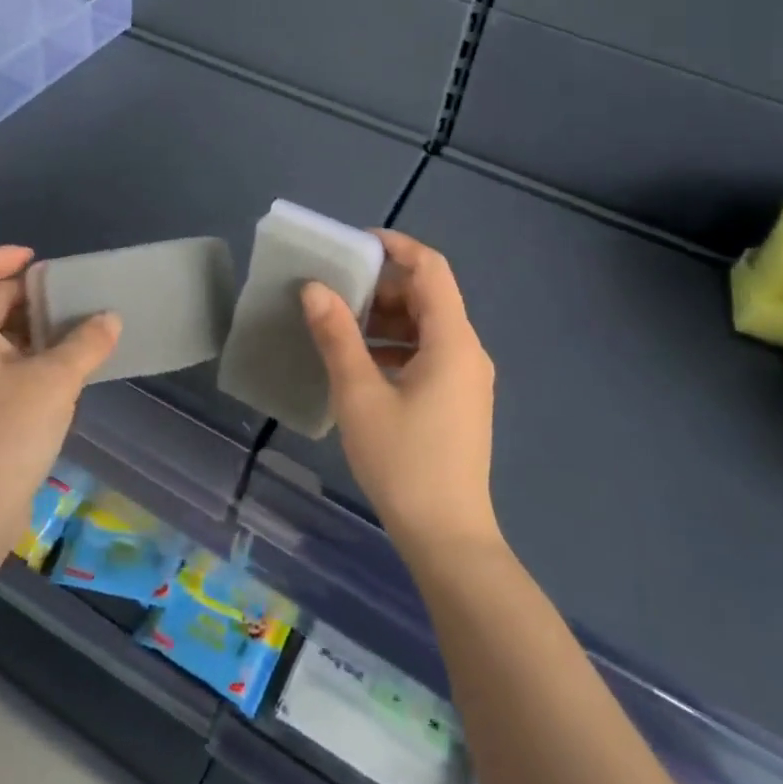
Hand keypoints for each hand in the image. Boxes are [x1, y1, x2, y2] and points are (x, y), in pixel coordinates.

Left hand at [0, 246, 120, 554]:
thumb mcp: (54, 382)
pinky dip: (32, 356)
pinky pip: (4, 365)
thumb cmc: (4, 436)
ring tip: (78, 330)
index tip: (38, 261)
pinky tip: (66, 371)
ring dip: (34, 326)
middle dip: (28, 293)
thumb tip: (110, 318)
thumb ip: (86, 344)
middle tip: (72, 296)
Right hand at [302, 231, 499, 559]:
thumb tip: (315, 289)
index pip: (431, 268)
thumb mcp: (360, 395)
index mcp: (453, 340)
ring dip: (386, 318)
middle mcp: (467, 351)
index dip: (396, 246)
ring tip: (340, 327)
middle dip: (382, 286)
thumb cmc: (404, 462)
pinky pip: (428, 353)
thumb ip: (337, 336)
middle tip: (336, 291)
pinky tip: (361, 366)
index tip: (354, 244)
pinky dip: (395, 346)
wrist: (448, 539)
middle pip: (428, 296)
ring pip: (427, 326)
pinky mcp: (458, 401)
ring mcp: (467, 378)